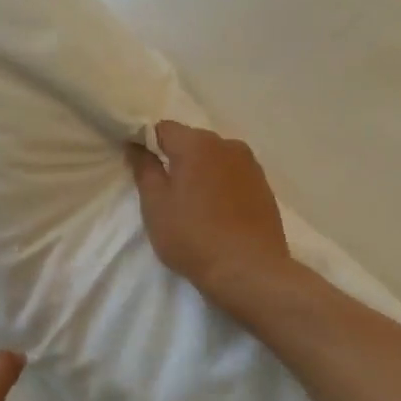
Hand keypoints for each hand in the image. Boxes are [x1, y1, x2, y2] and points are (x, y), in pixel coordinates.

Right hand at [126, 122, 294, 320]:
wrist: (249, 271)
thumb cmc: (193, 236)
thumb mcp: (155, 204)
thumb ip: (144, 169)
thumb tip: (136, 145)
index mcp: (197, 144)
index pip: (163, 129)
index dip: (148, 144)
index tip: (141, 168)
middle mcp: (227, 145)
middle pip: (191, 141)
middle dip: (176, 158)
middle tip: (165, 191)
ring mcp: (250, 165)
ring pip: (214, 158)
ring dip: (201, 172)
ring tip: (193, 204)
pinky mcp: (264, 187)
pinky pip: (233, 175)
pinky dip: (220, 185)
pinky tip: (216, 212)